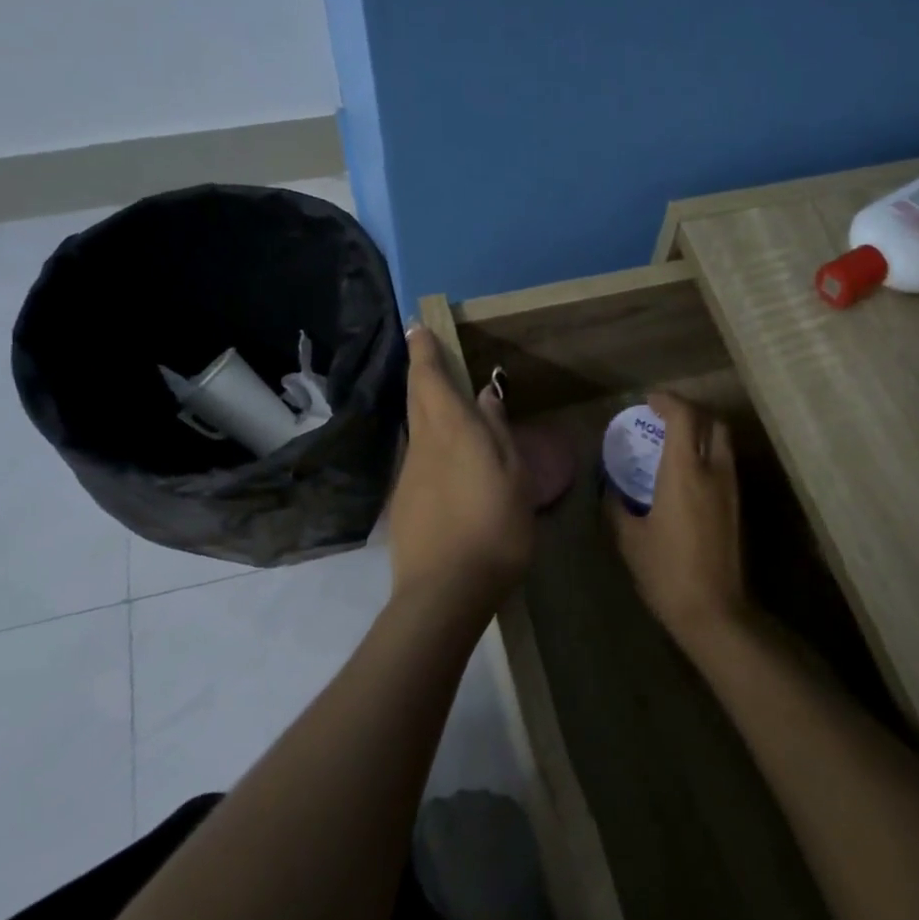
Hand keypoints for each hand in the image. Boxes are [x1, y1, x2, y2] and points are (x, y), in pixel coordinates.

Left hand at [387, 326, 533, 616]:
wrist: (445, 591)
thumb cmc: (494, 528)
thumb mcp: (514, 477)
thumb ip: (498, 432)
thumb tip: (484, 396)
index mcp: (452, 430)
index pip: (429, 378)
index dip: (423, 351)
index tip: (418, 328)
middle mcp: (423, 444)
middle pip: (416, 398)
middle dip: (419, 371)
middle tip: (424, 351)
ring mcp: (409, 474)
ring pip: (415, 428)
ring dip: (424, 406)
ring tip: (441, 399)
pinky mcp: (404, 502)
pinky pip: (417, 457)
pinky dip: (428, 442)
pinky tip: (445, 458)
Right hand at [607, 393, 751, 646]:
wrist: (713, 610)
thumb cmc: (665, 571)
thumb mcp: (629, 538)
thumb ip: (617, 506)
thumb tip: (610, 488)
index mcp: (684, 473)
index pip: (684, 417)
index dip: (667, 401)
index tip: (649, 400)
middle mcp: (713, 472)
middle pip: (712, 423)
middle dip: (690, 411)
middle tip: (664, 417)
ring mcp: (730, 489)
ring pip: (722, 442)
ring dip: (701, 431)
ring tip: (674, 441)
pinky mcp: (736, 506)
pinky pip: (724, 463)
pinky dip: (707, 453)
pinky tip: (686, 472)